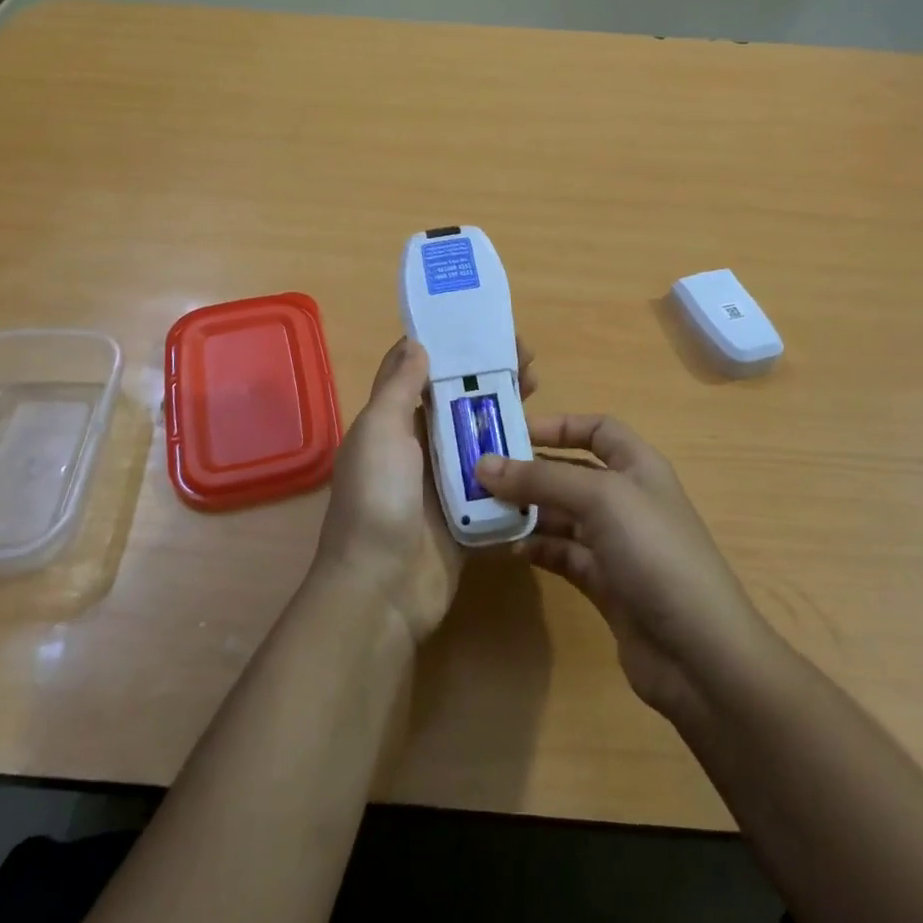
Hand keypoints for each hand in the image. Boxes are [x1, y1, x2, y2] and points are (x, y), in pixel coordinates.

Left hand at [312, 338, 535, 643]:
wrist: (381, 589)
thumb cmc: (377, 499)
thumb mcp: (379, 431)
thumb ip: (398, 387)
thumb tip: (416, 342)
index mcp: (393, 422)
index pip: (424, 372)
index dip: (453, 348)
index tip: (488, 332)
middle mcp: (419, 446)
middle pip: (459, 401)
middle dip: (490, 378)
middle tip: (529, 363)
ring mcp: (445, 480)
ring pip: (481, 436)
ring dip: (508, 413)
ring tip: (541, 392)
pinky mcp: (469, 512)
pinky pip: (497, 479)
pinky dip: (517, 460)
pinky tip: (545, 443)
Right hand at [476, 417, 768, 721]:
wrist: (699, 653)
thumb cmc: (655, 553)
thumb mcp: (600, 499)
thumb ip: (541, 478)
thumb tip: (483, 464)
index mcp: (638, 467)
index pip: (597, 429)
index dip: (559, 425)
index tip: (512, 431)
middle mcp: (627, 499)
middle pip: (571, 472)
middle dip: (529, 471)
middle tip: (479, 475)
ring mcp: (617, 544)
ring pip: (562, 516)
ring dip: (526, 511)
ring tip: (481, 512)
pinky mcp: (606, 584)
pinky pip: (562, 554)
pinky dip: (537, 548)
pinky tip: (509, 549)